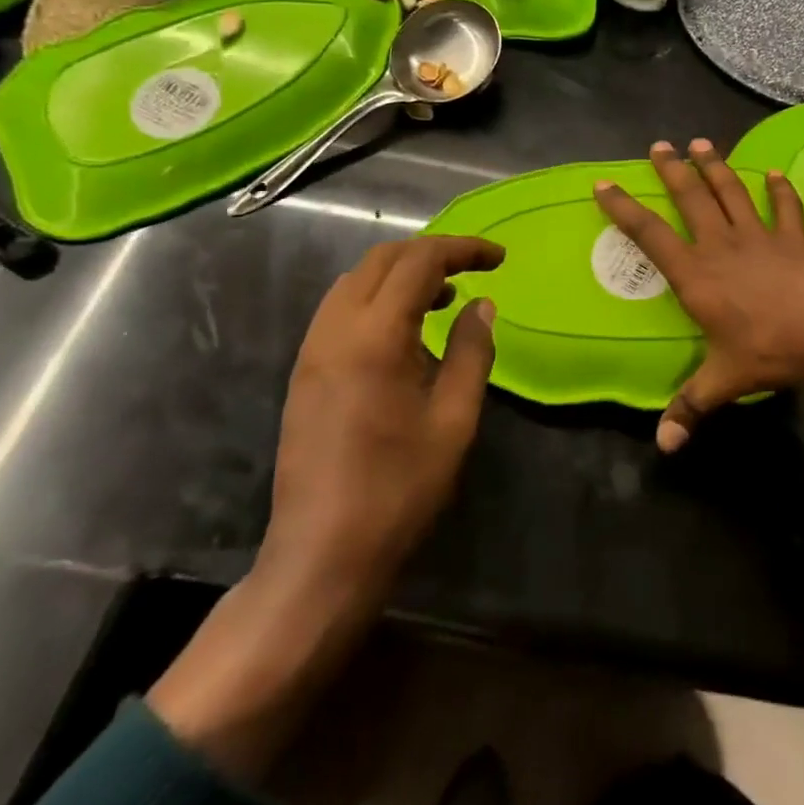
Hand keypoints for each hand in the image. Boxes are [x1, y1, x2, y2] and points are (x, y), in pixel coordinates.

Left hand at [262, 234, 503, 597]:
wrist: (321, 555)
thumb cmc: (398, 489)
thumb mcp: (453, 420)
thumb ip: (471, 352)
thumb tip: (482, 305)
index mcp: (373, 336)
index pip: (419, 262)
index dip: (462, 249)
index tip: (500, 258)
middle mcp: (334, 330)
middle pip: (382, 260)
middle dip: (431, 254)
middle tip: (473, 270)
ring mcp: (312, 350)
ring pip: (356, 281)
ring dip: (402, 275)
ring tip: (445, 299)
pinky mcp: (304, 372)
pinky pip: (341, 310)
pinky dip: (378, 300)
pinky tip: (406, 333)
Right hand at [594, 140, 803, 454]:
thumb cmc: (775, 348)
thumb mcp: (728, 380)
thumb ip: (692, 407)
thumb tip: (663, 446)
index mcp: (698, 276)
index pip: (651, 236)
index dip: (625, 210)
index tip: (604, 184)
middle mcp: (723, 247)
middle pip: (692, 199)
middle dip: (672, 171)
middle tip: (659, 145)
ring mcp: (761, 238)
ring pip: (732, 193)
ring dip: (715, 167)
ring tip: (701, 143)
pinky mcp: (794, 239)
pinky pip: (784, 208)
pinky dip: (780, 190)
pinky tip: (774, 174)